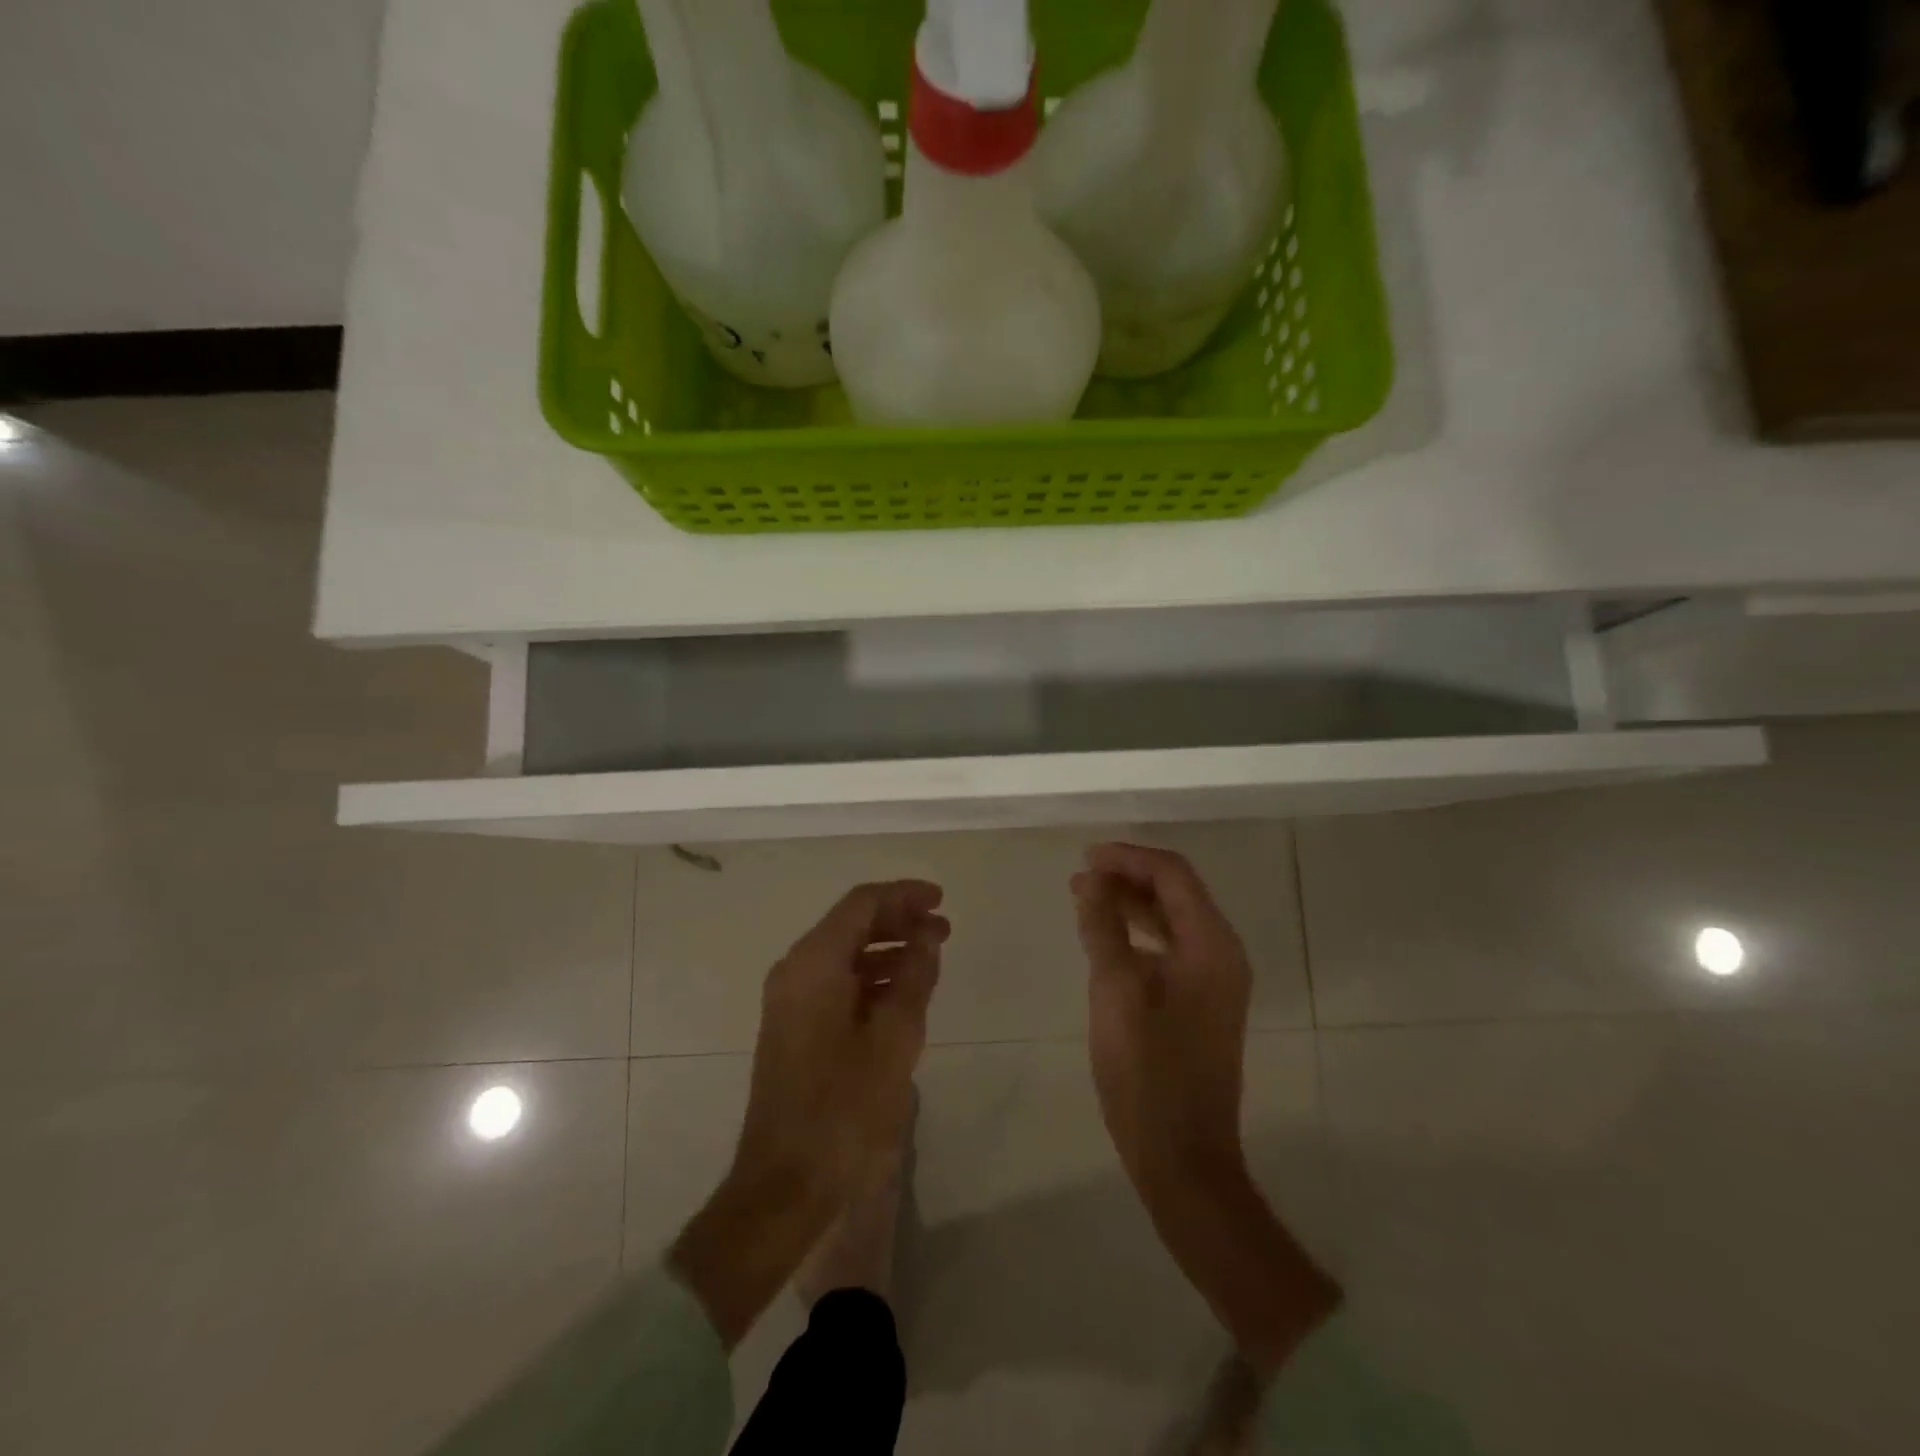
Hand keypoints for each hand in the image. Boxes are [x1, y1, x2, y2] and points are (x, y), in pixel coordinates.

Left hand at [670, 880, 947, 1346]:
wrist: (784, 1185)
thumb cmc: (844, 1109)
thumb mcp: (894, 1039)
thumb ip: (914, 978)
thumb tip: (926, 937)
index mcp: (813, 964)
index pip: (861, 904)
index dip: (904, 895)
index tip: (941, 899)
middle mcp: (795, 971)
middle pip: (850, 924)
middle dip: (898, 920)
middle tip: (943, 929)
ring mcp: (789, 1000)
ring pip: (843, 953)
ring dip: (887, 949)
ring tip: (930, 958)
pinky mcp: (793, 1027)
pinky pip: (835, 982)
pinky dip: (870, 977)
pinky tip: (901, 993)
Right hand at [1072, 843, 1339, 1376]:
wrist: (1183, 1157)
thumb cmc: (1147, 1073)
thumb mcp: (1115, 991)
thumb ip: (1103, 928)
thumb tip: (1091, 881)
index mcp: (1212, 945)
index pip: (1173, 874)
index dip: (1128, 858)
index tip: (1085, 859)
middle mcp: (1222, 954)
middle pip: (1177, 892)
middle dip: (1129, 876)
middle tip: (1080, 877)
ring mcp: (1215, 981)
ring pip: (1172, 919)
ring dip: (1131, 902)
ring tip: (1085, 897)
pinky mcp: (1200, 1002)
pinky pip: (1170, 948)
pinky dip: (1138, 933)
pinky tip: (1107, 937)